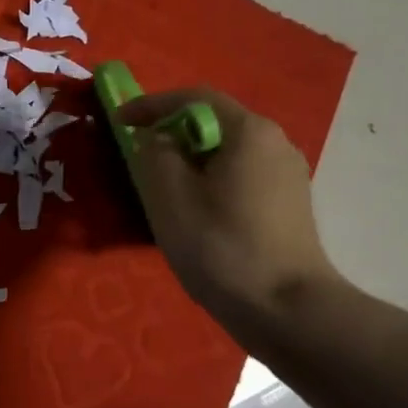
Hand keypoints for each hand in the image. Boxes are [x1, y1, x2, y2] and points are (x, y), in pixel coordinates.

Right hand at [117, 88, 340, 324]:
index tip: (119, 120)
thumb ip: (156, 154)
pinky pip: (241, 176)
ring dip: (191, 160)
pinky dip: (211, 180)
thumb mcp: (170, 196)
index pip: (194, 99)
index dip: (152, 105)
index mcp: (250, 132)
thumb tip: (158, 140)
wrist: (287, 309)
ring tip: (163, 188)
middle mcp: (276, 143)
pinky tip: (196, 212)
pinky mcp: (289, 204)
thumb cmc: (221, 246)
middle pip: (214, 123)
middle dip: (172, 134)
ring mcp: (288, 175)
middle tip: (139, 155)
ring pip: (228, 152)